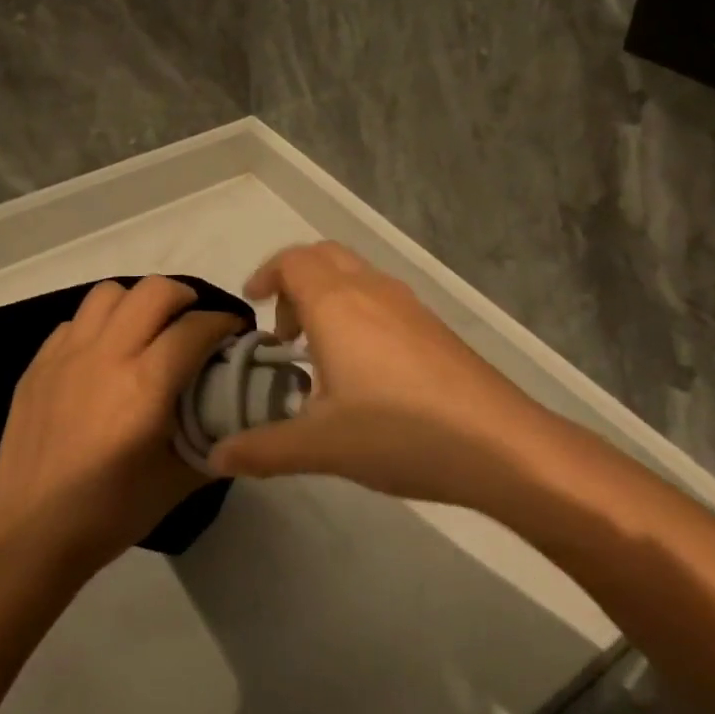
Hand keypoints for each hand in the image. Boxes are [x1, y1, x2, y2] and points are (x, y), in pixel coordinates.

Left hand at [0, 278, 240, 575]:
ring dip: (138, 303)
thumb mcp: (179, 481)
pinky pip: (74, 322)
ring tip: (146, 331)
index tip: (235, 333)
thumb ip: (215, 439)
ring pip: (109, 294)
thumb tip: (241, 414)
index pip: (196, 328)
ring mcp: (66, 355)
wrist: (32, 536)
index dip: (225, 323)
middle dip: (185, 299)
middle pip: (154, 291)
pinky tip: (103, 358)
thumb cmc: (111, 513)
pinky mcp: (37, 364)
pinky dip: (98, 327)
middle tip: (194, 324)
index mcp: (145, 385)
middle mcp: (106, 355)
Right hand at [209, 243, 554, 511]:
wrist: (499, 443)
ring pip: (356, 276)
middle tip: (284, 332)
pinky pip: (381, 298)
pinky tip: (363, 370)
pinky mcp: (433, 326)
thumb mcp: (320, 446)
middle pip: (324, 257)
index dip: (266, 275)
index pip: (292, 261)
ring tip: (319, 354)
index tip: (253, 306)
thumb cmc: (399, 433)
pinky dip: (357, 312)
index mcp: (337, 303)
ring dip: (328, 297)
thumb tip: (215, 456)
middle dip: (295, 282)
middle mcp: (372, 289)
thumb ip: (262, 448)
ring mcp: (409, 304)